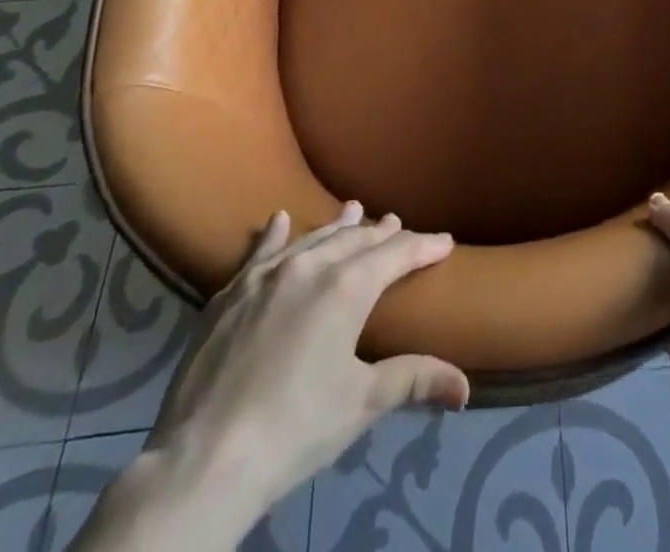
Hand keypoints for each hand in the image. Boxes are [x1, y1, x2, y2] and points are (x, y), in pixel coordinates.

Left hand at [146, 203, 467, 521]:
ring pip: (313, 238)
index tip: (445, 241)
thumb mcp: (362, 403)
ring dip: (338, 226)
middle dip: (382, 233)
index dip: (424, 247)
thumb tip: (465, 388)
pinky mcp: (230, 293)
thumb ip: (413, 380)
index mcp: (348, 287)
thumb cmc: (295, 429)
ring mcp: (266, 275)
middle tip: (399, 225)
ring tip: (355, 209)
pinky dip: (274, 234)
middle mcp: (311, 266)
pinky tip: (279, 218)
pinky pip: (260, 251)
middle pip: (357, 239)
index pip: (397, 254)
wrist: (203, 459)